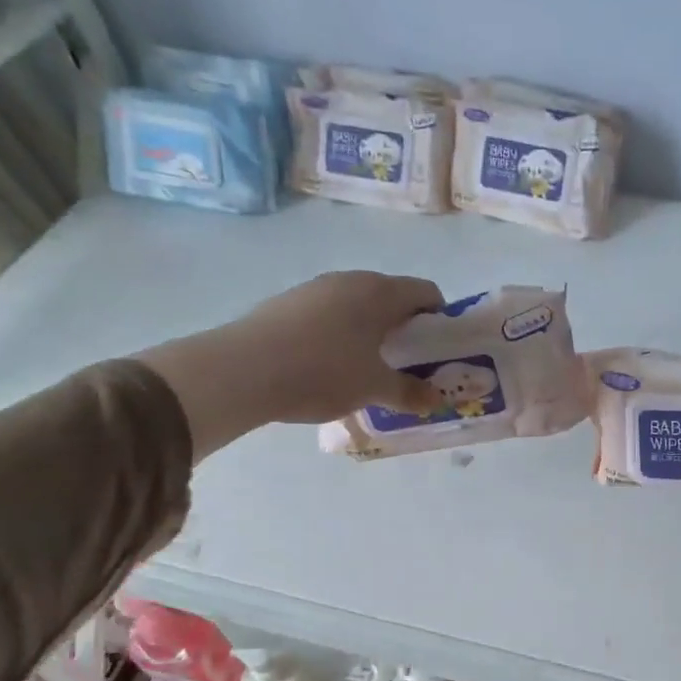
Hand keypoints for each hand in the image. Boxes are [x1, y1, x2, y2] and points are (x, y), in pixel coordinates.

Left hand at [137, 271, 443, 457]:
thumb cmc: (323, 372)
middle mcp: (350, 280)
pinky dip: (339, 334)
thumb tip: (436, 400)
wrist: (242, 370)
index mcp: (380, 292)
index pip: (426, 292)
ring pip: (357, 306)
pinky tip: (326, 366)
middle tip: (405, 365)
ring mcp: (314, 288)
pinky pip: (327, 314)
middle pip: (391, 297)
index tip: (436, 351)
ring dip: (369, 332)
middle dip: (403, 329)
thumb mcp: (374, 388)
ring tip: (365, 369)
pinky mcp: (286, 303)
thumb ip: (410, 393)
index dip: (439, 319)